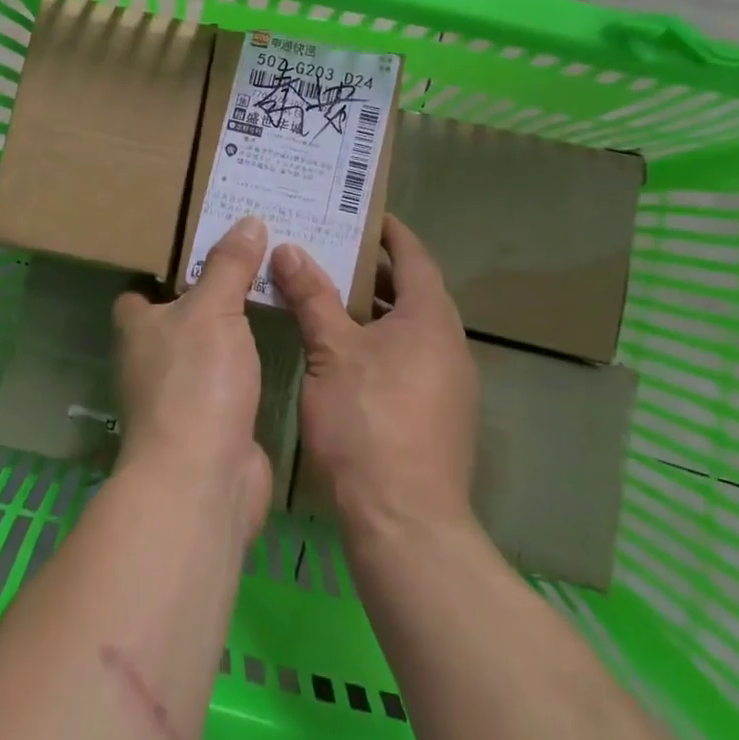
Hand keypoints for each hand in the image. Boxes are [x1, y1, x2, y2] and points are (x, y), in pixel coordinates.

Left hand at [112, 216, 272, 542]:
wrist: (203, 480)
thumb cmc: (196, 381)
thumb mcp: (213, 309)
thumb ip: (229, 265)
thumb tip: (248, 221)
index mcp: (138, 327)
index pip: (141, 290)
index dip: (165, 268)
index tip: (204, 244)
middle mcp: (151, 359)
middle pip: (179, 317)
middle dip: (209, 293)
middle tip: (253, 259)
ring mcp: (180, 395)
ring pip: (207, 349)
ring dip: (232, 330)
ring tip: (272, 291)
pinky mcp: (211, 423)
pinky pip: (231, 380)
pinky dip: (250, 364)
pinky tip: (280, 343)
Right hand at [270, 216, 478, 547]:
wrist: (406, 524)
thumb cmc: (368, 423)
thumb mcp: (331, 352)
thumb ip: (312, 296)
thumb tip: (290, 248)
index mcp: (430, 319)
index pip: (414, 257)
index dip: (390, 232)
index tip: (362, 215)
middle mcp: (448, 346)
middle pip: (413, 292)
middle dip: (374, 271)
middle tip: (330, 251)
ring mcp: (448, 385)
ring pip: (409, 329)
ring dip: (374, 310)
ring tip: (328, 296)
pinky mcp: (437, 417)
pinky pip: (409, 359)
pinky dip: (379, 343)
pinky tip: (342, 354)